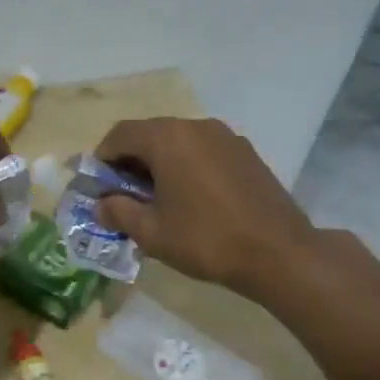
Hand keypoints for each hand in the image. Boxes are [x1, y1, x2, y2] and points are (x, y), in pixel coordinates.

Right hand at [92, 117, 317, 296]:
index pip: (120, 134)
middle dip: (131, 161)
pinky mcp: (246, 152)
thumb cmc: (206, 240)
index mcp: (168, 138)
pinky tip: (192, 198)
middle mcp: (196, 126)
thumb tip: (101, 205)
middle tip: (125, 195)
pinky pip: (204, 150)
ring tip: (159, 199)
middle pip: (150, 133)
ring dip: (160, 163)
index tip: (99, 187)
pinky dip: (187, 165)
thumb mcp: (152, 233)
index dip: (103, 159)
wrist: (280, 253)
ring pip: (179, 141)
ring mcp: (225, 137)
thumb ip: (119, 212)